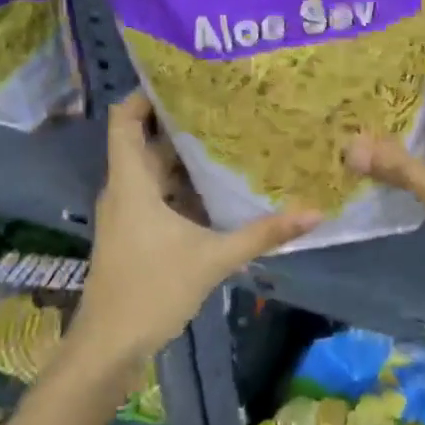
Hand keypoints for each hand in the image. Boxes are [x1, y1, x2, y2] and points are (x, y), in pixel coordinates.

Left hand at [74, 92, 317, 366]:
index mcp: (132, 183)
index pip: (126, 120)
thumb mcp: (213, 259)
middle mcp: (126, 190)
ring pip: (156, 171)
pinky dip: (186, 186)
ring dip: (187, 156)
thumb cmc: (152, 291)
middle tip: (228, 104)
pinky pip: (160, 195)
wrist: (109, 346)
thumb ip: (264, 234)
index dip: (147, 93)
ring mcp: (129, 213)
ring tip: (232, 137)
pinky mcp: (136, 233)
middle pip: (148, 142)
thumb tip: (315, 213)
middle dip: (183, 122)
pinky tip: (221, 187)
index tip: (186, 78)